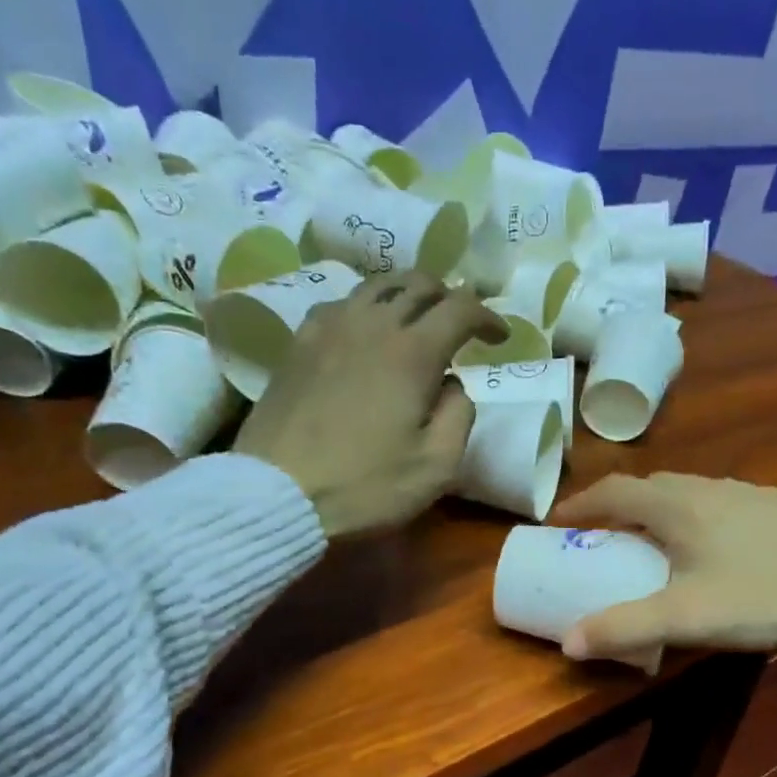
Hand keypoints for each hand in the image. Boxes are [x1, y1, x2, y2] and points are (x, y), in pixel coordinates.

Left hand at [234, 273, 504, 537]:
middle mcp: (371, 324)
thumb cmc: (365, 486)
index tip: (500, 339)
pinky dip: (365, 310)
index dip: (488, 316)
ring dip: (405, 296)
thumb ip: (459, 415)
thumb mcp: (437, 466)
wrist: (277, 494)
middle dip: (448, 297)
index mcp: (413, 352)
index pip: (461, 307)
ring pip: (375, 286)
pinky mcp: (298, 343)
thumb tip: (452, 384)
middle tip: (459, 326)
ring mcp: (328, 328)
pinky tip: (365, 337)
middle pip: (418, 283)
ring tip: (414, 323)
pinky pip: (340, 305)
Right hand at [550, 474, 776, 658]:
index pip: (612, 491)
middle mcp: (705, 486)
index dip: (578, 504)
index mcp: (675, 505)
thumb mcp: (687, 617)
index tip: (556, 522)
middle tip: (600, 536)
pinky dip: (694, 518)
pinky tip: (712, 548)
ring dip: (656, 511)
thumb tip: (568, 643)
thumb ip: (625, 628)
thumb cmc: (764, 591)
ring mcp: (745, 492)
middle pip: (647, 487)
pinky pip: (717, 503)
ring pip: (685, 492)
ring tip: (651, 541)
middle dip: (615, 507)